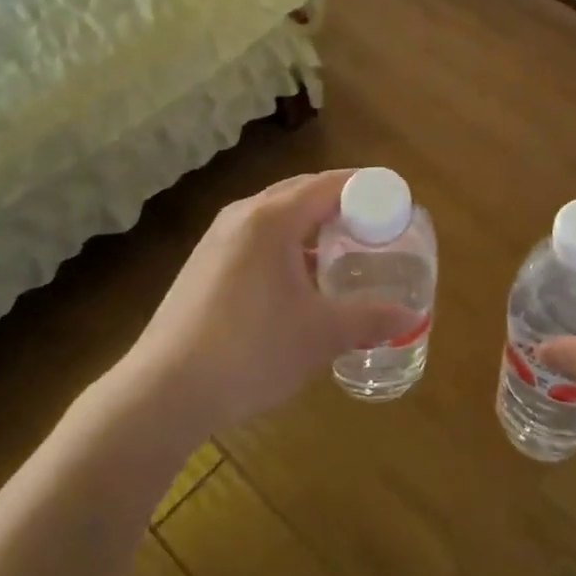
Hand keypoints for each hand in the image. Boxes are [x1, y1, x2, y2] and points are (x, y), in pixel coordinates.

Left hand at [117, 171, 420, 440]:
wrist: (164, 391)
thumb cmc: (251, 350)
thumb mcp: (320, 335)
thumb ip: (370, 319)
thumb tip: (412, 316)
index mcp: (272, 218)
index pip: (329, 184)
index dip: (367, 187)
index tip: (396, 200)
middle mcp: (243, 216)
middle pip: (302, 192)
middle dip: (341, 203)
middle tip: (375, 225)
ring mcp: (217, 239)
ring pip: (276, 215)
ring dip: (311, 225)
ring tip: (342, 252)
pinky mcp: (204, 264)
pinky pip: (256, 237)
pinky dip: (287, 244)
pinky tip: (299, 280)